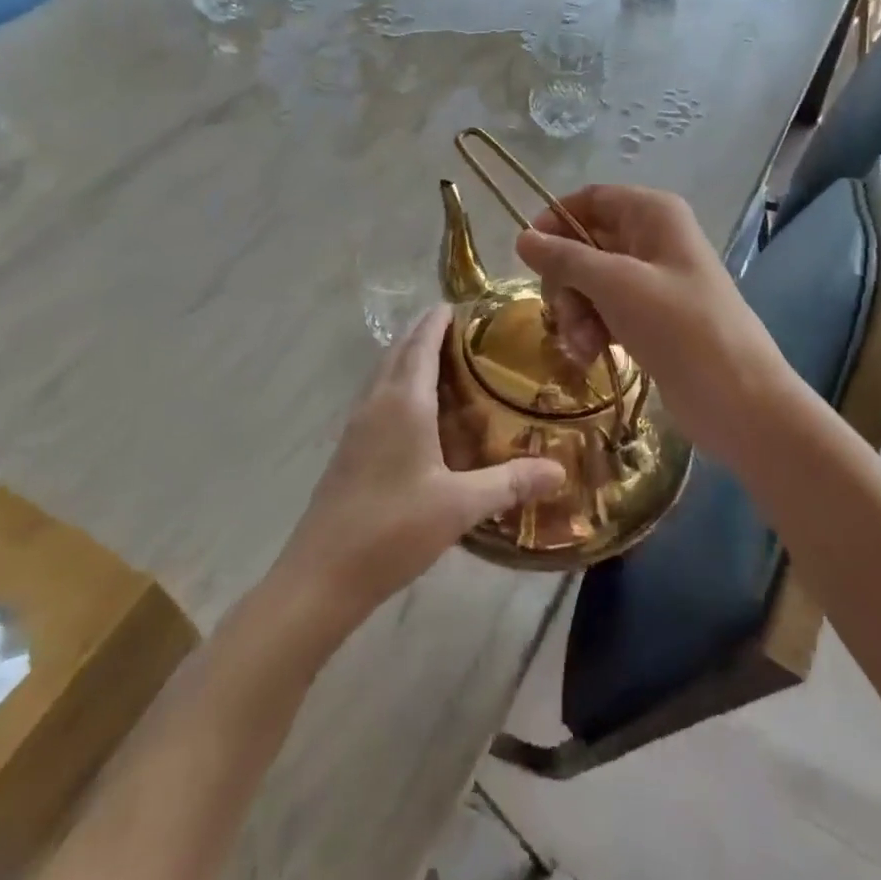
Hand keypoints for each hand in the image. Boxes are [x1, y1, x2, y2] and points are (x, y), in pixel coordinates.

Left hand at [276, 305, 565, 627]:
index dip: (439, 319)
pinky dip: (399, 385)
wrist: (321, 576)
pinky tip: (419, 412)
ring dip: (410, 357)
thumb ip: (510, 483)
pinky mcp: (349, 448)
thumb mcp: (460, 506)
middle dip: (426, 332)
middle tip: (465, 329)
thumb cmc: (393, 529)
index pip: (422, 342)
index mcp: (404, 402)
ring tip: (447, 361)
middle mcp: (377, 402)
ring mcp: (357, 425)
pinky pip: (378, 397)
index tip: (463, 304)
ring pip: (385, 373)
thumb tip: (559, 470)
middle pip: (400, 351)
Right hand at [515, 185, 784, 457]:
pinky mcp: (652, 318)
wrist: (739, 399)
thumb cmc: (679, 327)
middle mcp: (653, 239)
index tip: (527, 254)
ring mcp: (653, 280)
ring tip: (582, 346)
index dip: (556, 221)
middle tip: (562, 314)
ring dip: (576, 312)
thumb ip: (565, 258)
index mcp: (653, 213)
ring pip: (591, 282)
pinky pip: (606, 310)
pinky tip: (591, 356)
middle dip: (566, 280)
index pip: (591, 199)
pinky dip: (593, 329)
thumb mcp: (616, 285)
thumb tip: (522, 237)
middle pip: (585, 243)